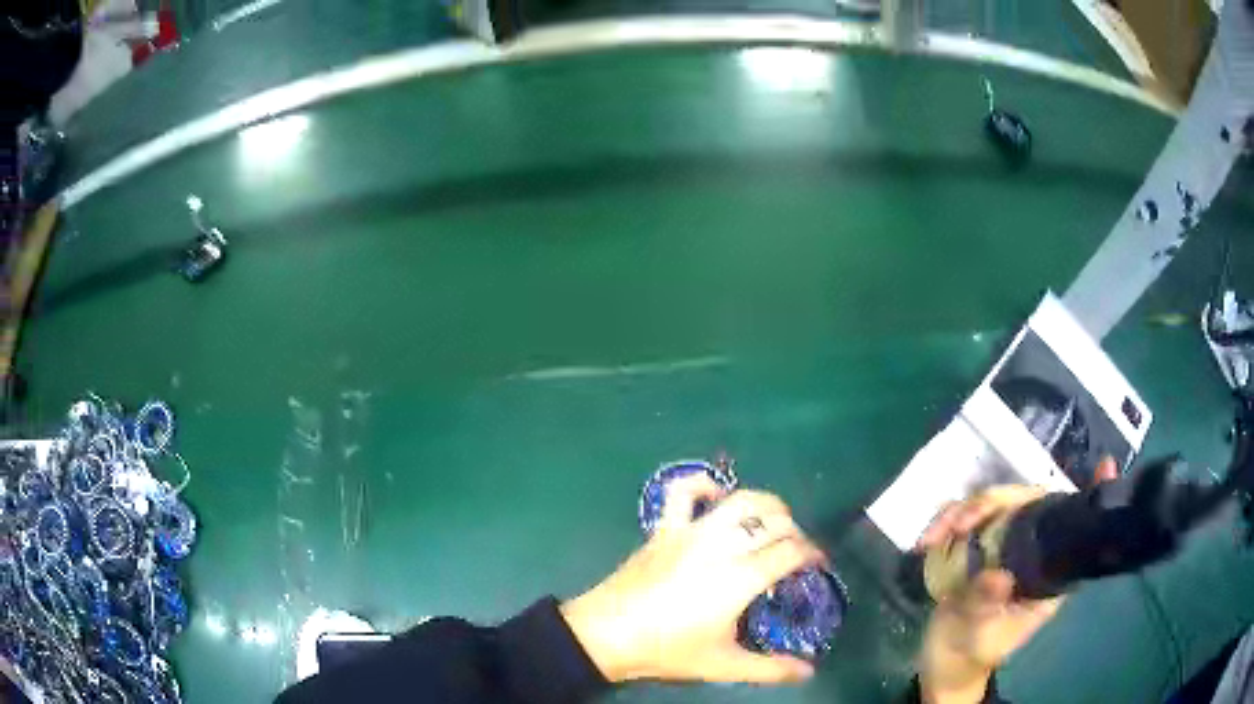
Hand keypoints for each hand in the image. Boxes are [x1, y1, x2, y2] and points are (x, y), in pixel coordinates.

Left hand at [560, 475, 825, 684]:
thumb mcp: (723, 665)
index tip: (817, 564)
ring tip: (772, 522)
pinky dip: (705, 486)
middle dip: (795, 531)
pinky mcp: (665, 528)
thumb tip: (809, 672)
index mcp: (741, 577)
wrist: (607, 634)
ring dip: (766, 505)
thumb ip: (770, 669)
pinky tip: (717, 498)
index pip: (791, 551)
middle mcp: (722, 545)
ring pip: (741, 500)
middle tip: (796, 551)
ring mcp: (691, 532)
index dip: (812, 553)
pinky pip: (684, 492)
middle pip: (774, 521)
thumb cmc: (668, 650)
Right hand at [914, 458, 1117, 703]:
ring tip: (933, 537)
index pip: (1072, 531)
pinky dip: (946, 520)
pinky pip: (967, 517)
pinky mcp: (977, 546)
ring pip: (995, 505)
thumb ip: (985, 606)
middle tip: (960, 523)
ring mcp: (1004, 546)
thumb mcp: (978, 637)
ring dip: (963, 510)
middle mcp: (1031, 552)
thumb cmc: (969, 654)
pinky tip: (927, 540)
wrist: (942, 663)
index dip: (1091, 498)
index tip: (1105, 466)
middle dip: (993, 503)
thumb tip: (997, 575)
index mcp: (1047, 575)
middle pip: (1027, 504)